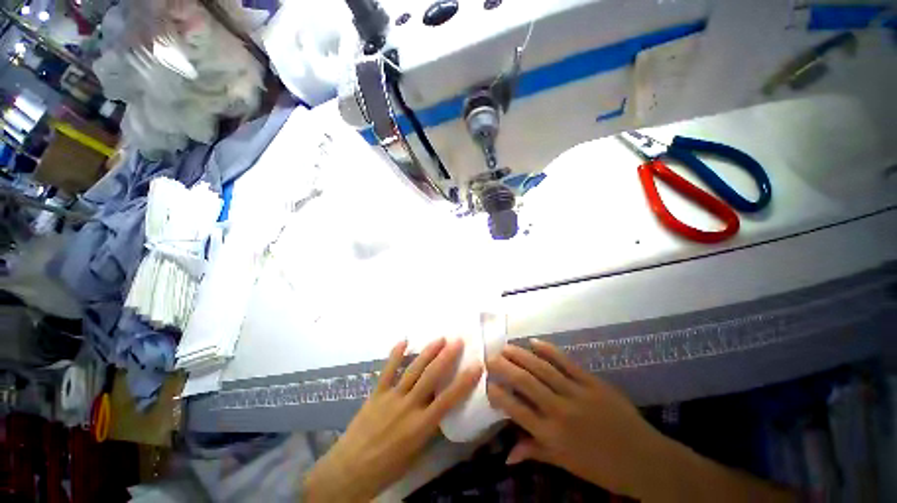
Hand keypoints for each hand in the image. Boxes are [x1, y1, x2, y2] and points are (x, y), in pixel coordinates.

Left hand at [304, 338, 482, 501]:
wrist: (349, 470)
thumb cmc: (387, 468)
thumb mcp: (415, 453)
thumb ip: (429, 428)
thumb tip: (440, 408)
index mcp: (420, 426)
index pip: (447, 400)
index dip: (464, 382)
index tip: (476, 366)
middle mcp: (408, 407)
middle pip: (431, 377)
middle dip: (446, 357)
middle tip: (457, 341)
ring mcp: (391, 397)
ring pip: (413, 369)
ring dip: (427, 352)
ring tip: (439, 339)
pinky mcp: (377, 393)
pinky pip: (388, 370)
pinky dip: (396, 355)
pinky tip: (403, 341)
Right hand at [486, 339, 666, 498]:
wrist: (645, 460)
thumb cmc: (602, 467)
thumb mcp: (565, 463)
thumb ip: (535, 452)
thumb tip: (507, 456)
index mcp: (551, 435)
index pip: (515, 409)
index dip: (497, 394)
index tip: (486, 383)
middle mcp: (559, 410)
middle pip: (524, 382)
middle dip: (504, 367)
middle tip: (490, 357)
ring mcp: (576, 393)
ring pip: (541, 368)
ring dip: (520, 355)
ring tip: (505, 347)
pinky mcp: (591, 382)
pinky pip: (565, 362)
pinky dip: (548, 350)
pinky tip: (534, 342)